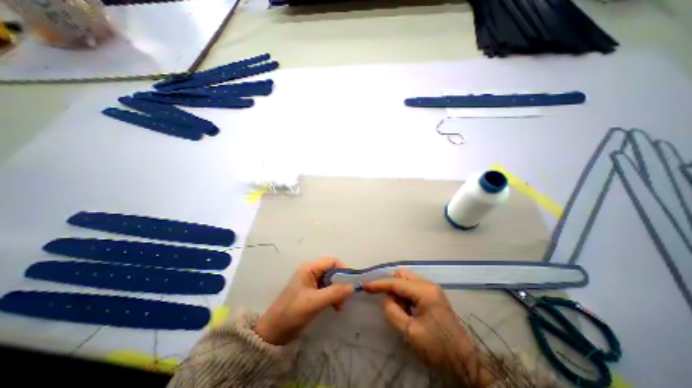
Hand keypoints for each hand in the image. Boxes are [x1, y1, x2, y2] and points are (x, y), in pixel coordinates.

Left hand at [253, 257, 352, 344]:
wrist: (273, 333)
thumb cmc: (292, 313)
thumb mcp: (314, 302)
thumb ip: (334, 293)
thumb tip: (352, 287)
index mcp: (309, 268)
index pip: (332, 261)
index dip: (343, 270)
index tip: (351, 283)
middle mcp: (311, 271)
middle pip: (332, 270)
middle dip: (341, 282)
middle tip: (345, 298)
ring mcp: (311, 281)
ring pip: (331, 280)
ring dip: (338, 291)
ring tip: (339, 306)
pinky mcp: (312, 291)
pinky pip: (327, 288)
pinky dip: (333, 295)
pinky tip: (335, 306)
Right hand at [362, 270, 491, 385]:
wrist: (465, 360)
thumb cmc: (437, 347)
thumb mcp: (410, 332)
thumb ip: (392, 311)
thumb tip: (385, 298)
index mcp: (424, 291)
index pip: (396, 283)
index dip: (379, 284)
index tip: (365, 286)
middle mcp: (428, 284)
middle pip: (402, 275)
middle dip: (391, 285)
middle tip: (389, 303)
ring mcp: (432, 288)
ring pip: (407, 280)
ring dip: (399, 291)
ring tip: (401, 310)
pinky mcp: (433, 294)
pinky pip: (413, 287)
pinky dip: (406, 295)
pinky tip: (408, 309)